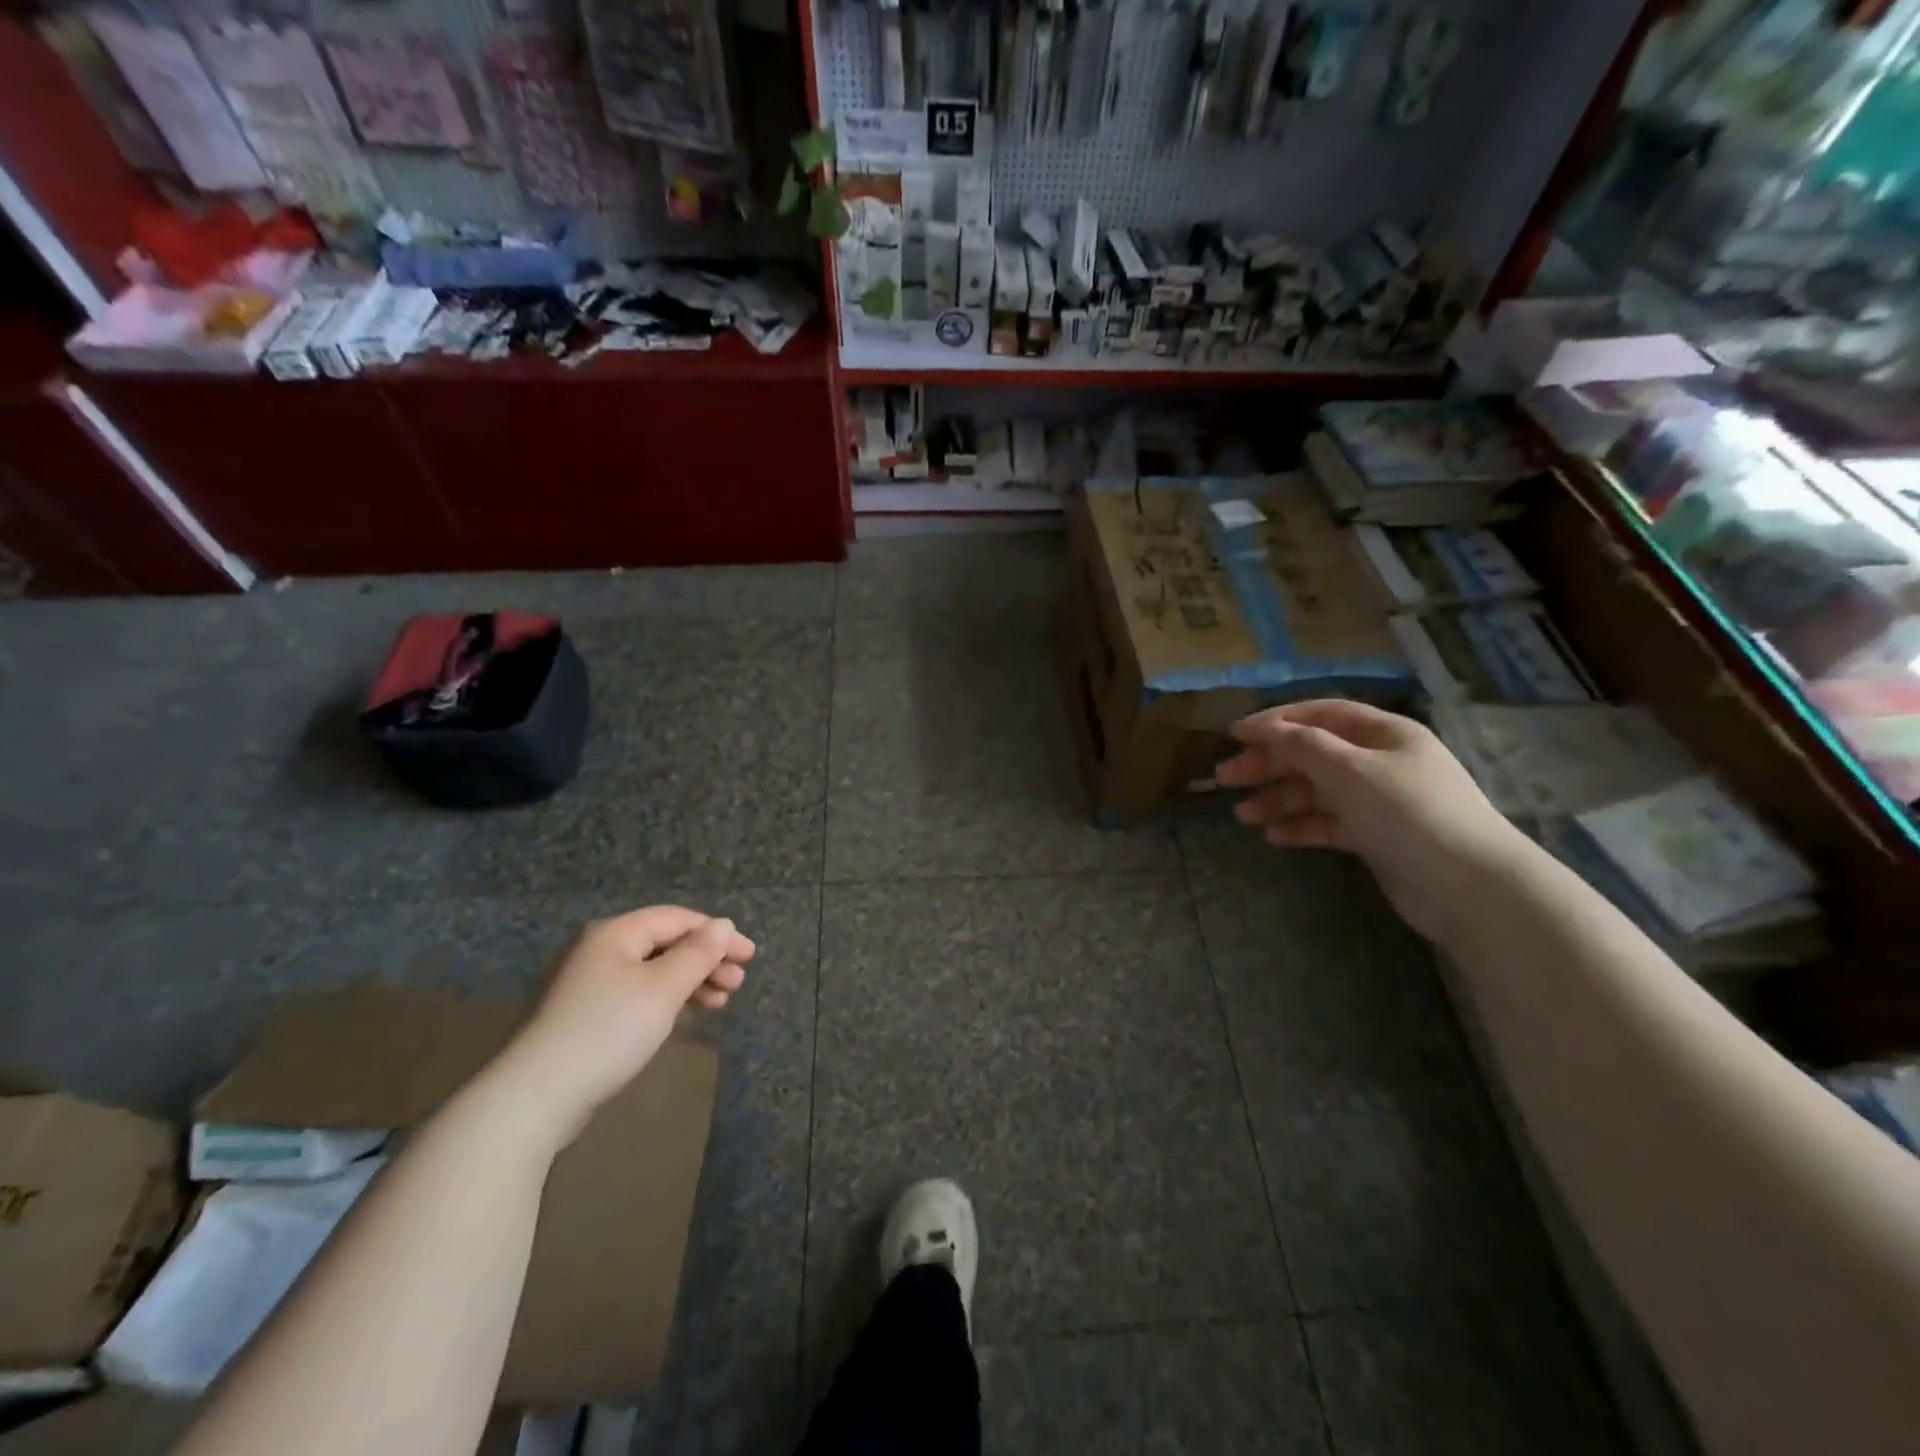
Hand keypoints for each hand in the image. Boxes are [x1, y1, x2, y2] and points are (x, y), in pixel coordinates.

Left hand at [500, 907, 754, 1141]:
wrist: (535, 1098)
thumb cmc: (607, 1031)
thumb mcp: (664, 988)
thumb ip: (698, 954)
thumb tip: (723, 925)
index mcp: (614, 934)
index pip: (676, 919)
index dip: (717, 934)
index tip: (749, 956)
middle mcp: (598, 950)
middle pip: (665, 944)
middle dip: (706, 960)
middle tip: (738, 983)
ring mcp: (587, 984)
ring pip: (652, 971)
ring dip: (690, 982)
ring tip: (720, 1002)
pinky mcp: (582, 1017)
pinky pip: (637, 994)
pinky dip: (666, 1000)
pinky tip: (684, 1016)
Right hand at [1217, 700, 1526, 942]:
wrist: (1469, 886)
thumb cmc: (1408, 813)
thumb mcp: (1350, 771)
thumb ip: (1303, 746)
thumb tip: (1265, 728)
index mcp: (1383, 734)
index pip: (1321, 715)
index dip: (1276, 721)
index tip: (1234, 735)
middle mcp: (1380, 762)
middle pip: (1313, 754)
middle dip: (1269, 764)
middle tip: (1226, 778)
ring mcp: (1378, 801)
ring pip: (1316, 791)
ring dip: (1279, 798)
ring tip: (1243, 815)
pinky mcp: (1375, 837)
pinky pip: (1328, 823)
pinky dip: (1300, 826)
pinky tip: (1274, 836)